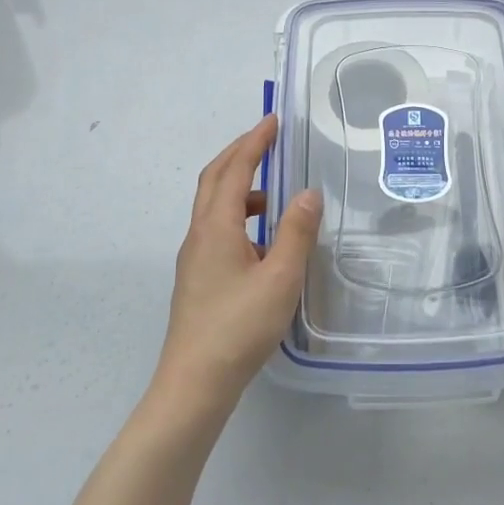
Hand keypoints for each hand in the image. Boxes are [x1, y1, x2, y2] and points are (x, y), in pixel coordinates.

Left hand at [152, 116, 321, 416]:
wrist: (194, 383)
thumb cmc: (239, 327)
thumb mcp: (279, 278)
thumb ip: (296, 232)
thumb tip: (309, 193)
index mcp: (216, 227)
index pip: (235, 169)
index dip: (254, 142)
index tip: (274, 120)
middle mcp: (199, 234)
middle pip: (214, 179)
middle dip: (240, 153)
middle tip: (268, 139)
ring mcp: (194, 257)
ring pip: (214, 205)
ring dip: (240, 185)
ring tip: (275, 192)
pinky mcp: (197, 277)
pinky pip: (217, 228)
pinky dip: (240, 215)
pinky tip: (263, 240)